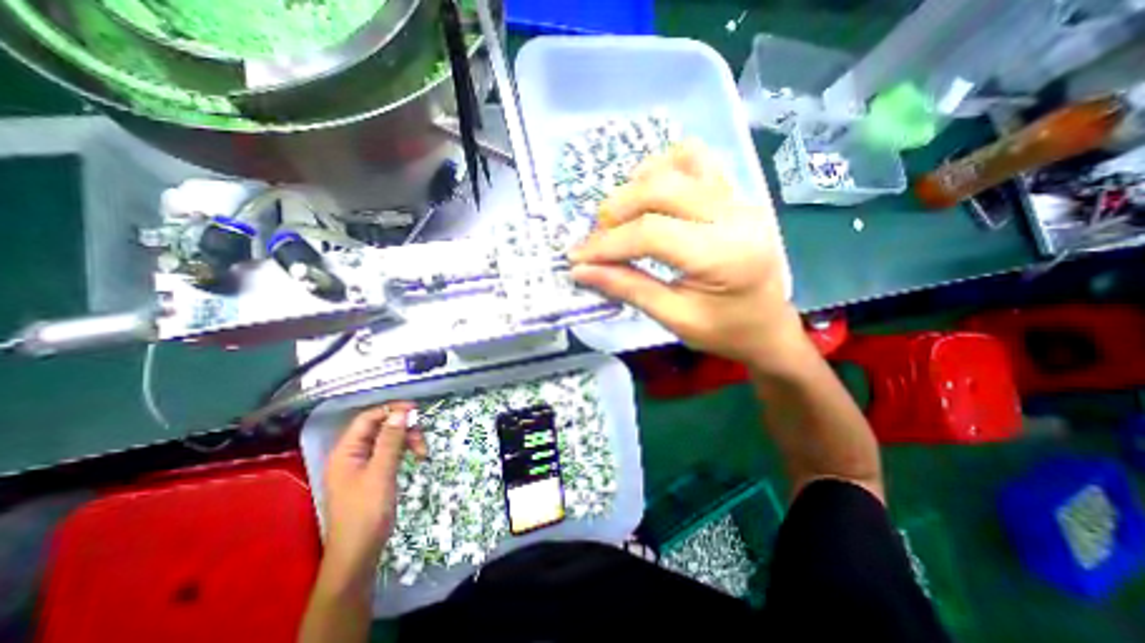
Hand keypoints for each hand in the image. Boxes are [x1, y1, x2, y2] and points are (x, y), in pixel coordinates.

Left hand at [322, 403, 427, 580]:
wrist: (358, 553)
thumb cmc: (367, 511)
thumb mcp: (381, 472)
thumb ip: (391, 440)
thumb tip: (401, 412)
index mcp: (346, 451)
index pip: (368, 418)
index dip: (391, 410)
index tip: (416, 410)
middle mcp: (352, 454)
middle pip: (380, 428)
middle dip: (403, 429)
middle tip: (422, 439)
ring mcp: (362, 465)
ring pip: (388, 440)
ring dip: (407, 441)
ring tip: (422, 453)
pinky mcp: (372, 474)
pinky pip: (390, 453)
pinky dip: (404, 452)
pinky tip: (416, 458)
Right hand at [568, 142, 808, 371]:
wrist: (769, 326)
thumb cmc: (725, 332)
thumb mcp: (674, 319)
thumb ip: (628, 288)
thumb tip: (581, 270)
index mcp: (723, 255)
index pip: (651, 233)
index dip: (606, 244)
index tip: (576, 258)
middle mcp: (735, 215)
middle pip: (660, 188)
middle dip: (616, 210)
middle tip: (597, 240)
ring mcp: (739, 198)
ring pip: (678, 163)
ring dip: (637, 184)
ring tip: (623, 217)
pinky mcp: (736, 193)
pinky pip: (697, 160)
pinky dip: (664, 169)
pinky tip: (651, 196)